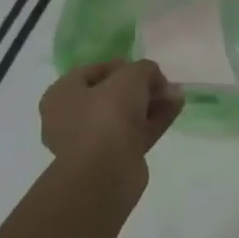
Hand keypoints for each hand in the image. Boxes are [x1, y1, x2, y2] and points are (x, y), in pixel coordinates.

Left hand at [39, 60, 182, 185]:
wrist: (106, 171)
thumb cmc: (106, 115)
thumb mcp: (129, 77)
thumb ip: (144, 69)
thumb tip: (154, 78)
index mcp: (61, 95)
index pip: (91, 72)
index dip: (120, 66)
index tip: (144, 68)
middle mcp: (71, 118)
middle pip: (111, 95)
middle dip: (141, 87)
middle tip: (163, 83)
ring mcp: (92, 141)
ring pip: (126, 115)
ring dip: (151, 103)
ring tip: (177, 94)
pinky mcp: (113, 158)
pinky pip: (136, 133)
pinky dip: (155, 120)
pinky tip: (176, 107)